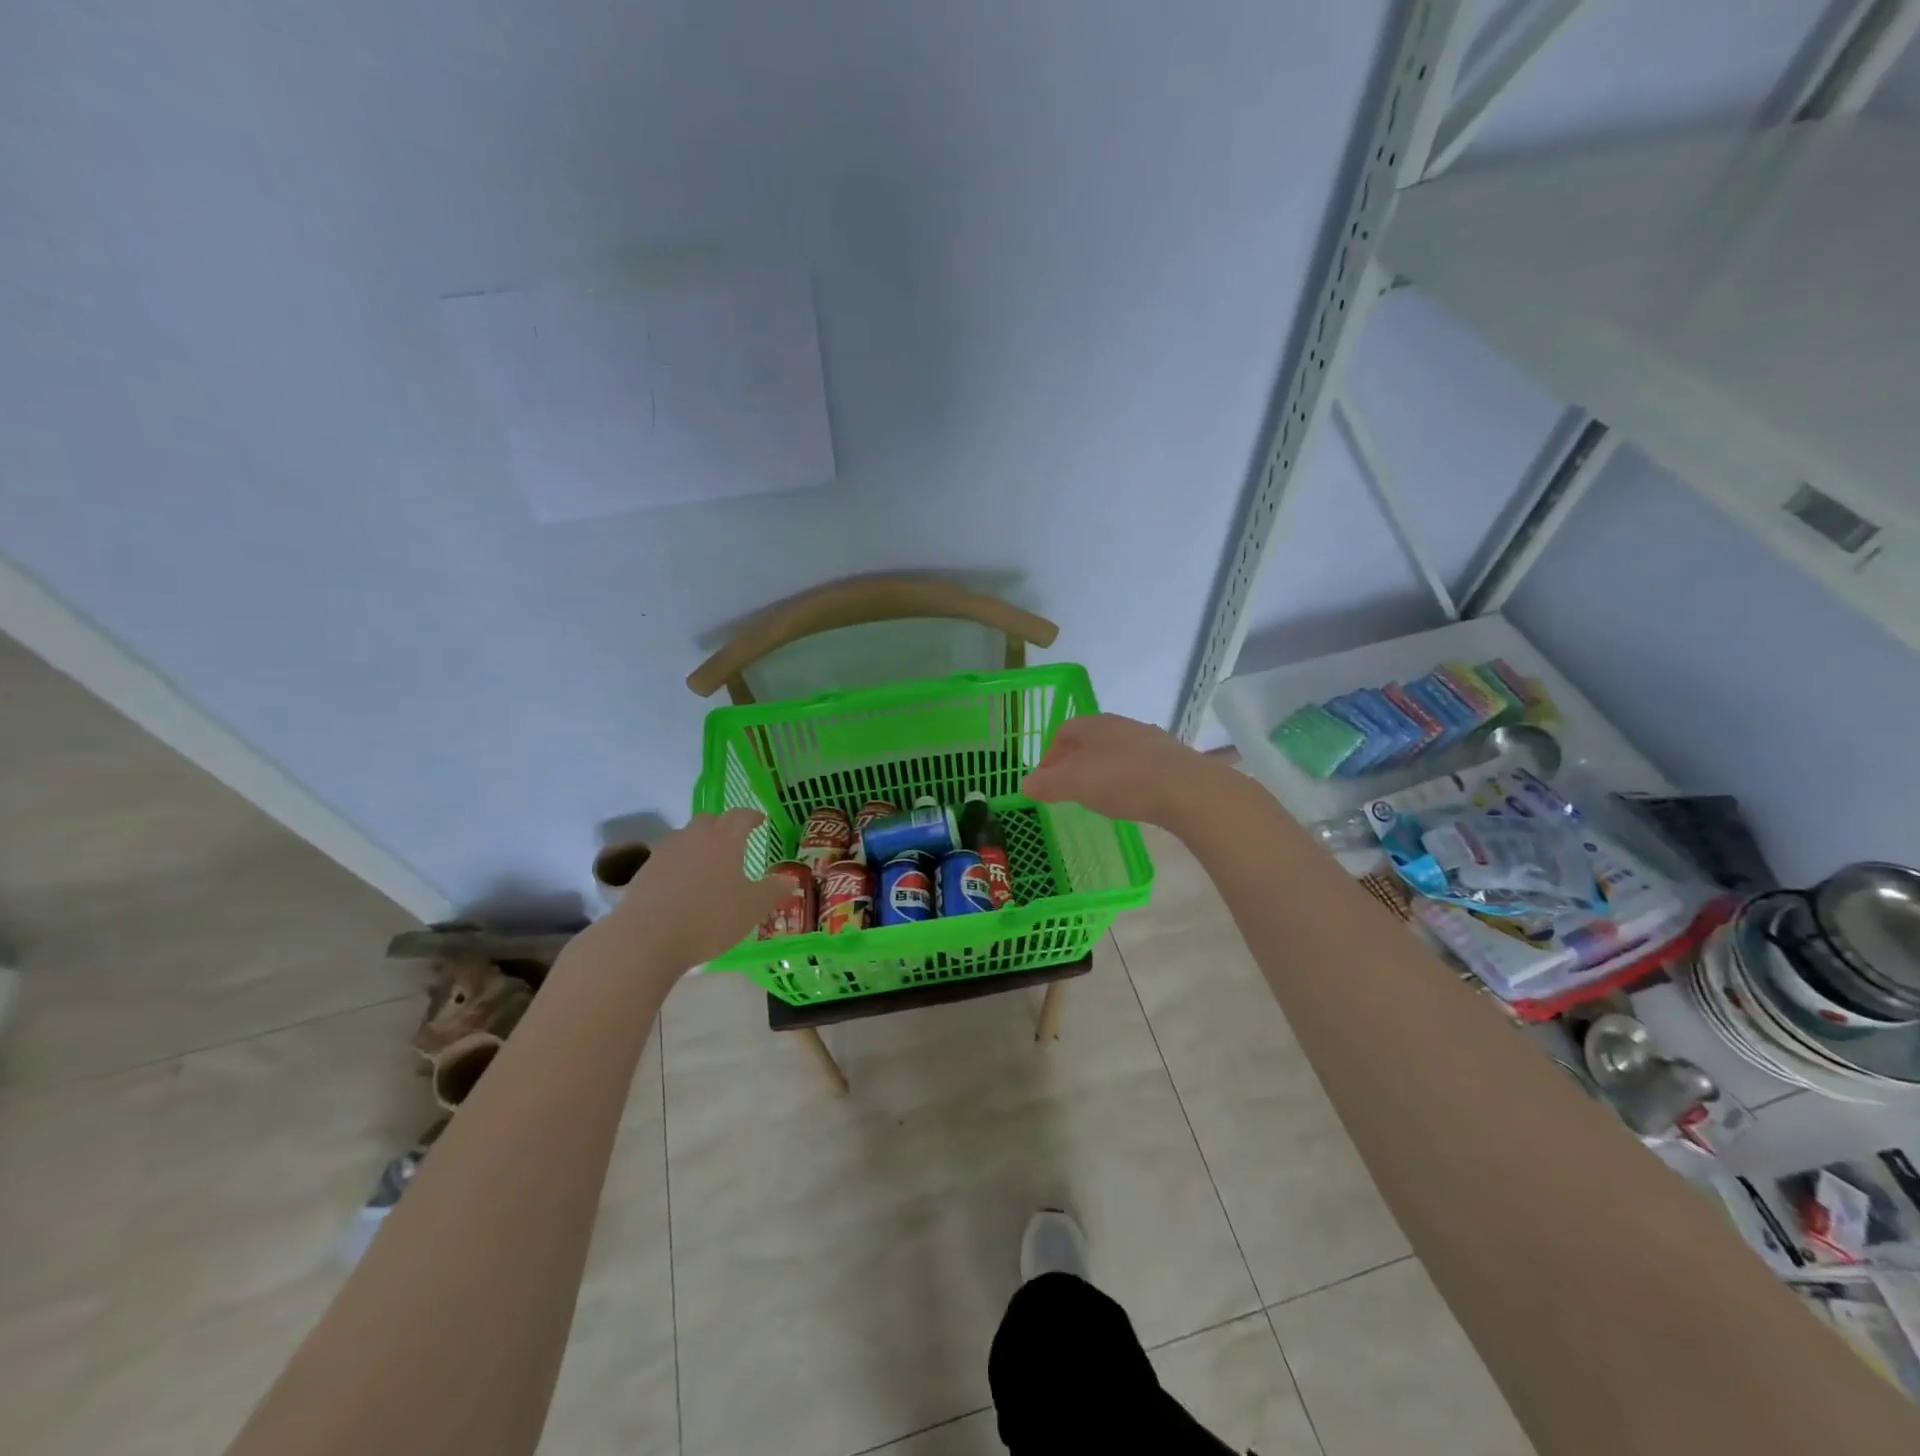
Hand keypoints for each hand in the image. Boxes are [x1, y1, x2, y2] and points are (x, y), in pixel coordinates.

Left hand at [596, 809, 788, 973]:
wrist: (648, 939)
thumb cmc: (710, 918)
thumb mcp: (752, 908)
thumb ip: (772, 890)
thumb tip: (789, 878)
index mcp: (724, 839)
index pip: (740, 816)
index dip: (752, 817)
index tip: (760, 821)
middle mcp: (694, 836)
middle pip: (709, 820)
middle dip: (723, 826)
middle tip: (733, 841)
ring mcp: (665, 852)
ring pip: (685, 837)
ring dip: (698, 843)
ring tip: (707, 863)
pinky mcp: (644, 871)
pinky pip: (667, 858)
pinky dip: (678, 863)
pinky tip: (682, 884)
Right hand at [1020, 713, 1223, 827]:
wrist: (1185, 788)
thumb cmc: (1121, 780)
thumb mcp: (1074, 784)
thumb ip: (1048, 783)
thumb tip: (1026, 784)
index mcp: (1095, 724)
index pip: (1063, 731)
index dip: (1049, 754)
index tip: (1044, 779)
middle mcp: (1122, 724)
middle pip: (1091, 739)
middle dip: (1075, 761)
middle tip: (1068, 787)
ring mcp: (1150, 739)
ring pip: (1116, 750)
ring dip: (1102, 768)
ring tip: (1098, 794)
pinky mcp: (1172, 759)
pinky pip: (1139, 764)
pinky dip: (1127, 778)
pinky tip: (1130, 797)